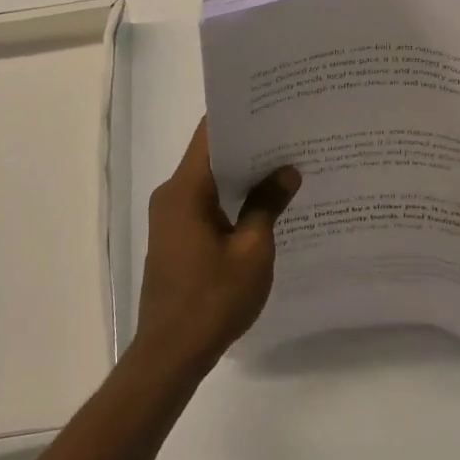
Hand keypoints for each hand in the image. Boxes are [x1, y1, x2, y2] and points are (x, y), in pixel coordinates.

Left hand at [136, 119, 300, 377]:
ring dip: (241, 174)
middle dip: (249, 144)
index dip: (240, 115)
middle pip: (211, 155)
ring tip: (284, 163)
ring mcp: (171, 217)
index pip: (210, 134)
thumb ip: (268, 205)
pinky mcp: (175, 237)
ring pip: (210, 181)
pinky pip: (205, 203)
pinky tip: (263, 203)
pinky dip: (231, 198)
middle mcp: (172, 195)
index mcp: (185, 190)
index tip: (272, 105)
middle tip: (290, 133)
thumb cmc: (212, 300)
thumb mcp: (252, 251)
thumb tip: (287, 171)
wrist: (170, 354)